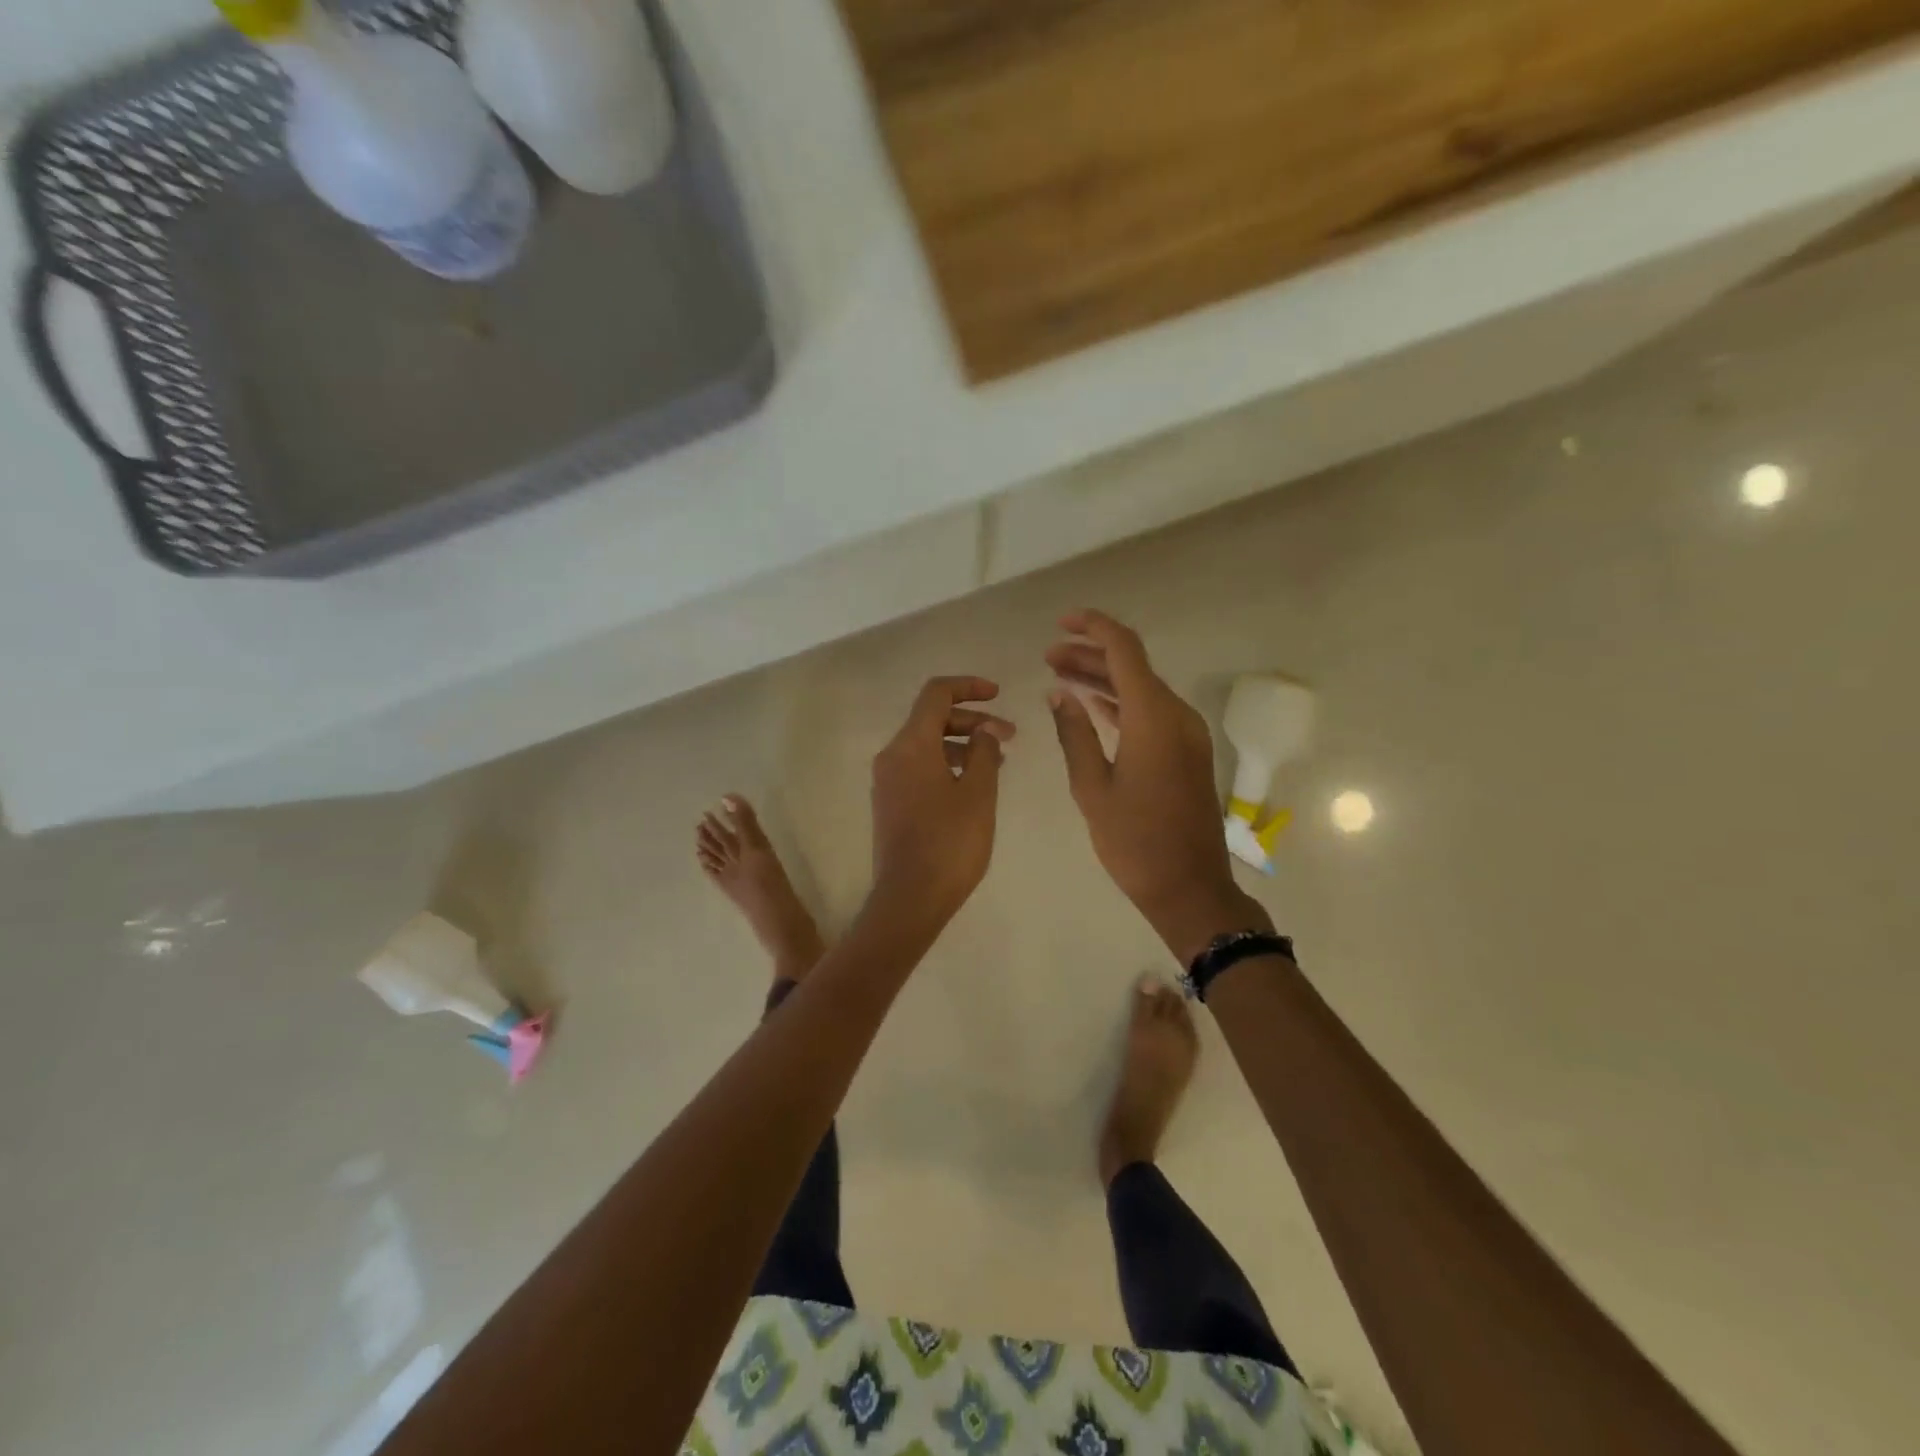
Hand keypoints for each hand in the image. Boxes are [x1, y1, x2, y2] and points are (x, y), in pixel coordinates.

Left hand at [868, 676, 1015, 932]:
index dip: (968, 687)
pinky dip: (948, 764)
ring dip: (962, 744)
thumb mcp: (979, 793)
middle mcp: (892, 755)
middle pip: (931, 719)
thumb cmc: (950, 843)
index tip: (998, 695)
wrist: (909, 899)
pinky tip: (974, 783)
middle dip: (972, 721)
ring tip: (998, 761)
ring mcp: (888, 781)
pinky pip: (920, 767)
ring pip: (927, 745)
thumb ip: (985, 752)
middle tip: (1010, 735)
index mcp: (911, 745)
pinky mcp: (890, 803)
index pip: (936, 694)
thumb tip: (986, 730)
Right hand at [1046, 610, 1270, 961]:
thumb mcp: (1092, 788)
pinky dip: (1120, 703)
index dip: (1093, 628)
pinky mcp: (1186, 752)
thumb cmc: (1134, 841)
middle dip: (1090, 655)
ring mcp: (1185, 733)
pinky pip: (1151, 712)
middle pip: (1132, 666)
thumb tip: (1059, 694)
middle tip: (1048, 657)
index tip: (1061, 623)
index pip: (1124, 649)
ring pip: (1141, 688)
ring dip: (1103, 679)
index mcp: (1153, 717)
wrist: (1188, 887)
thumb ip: (1074, 734)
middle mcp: (1175, 715)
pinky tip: (1091, 706)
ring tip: (1060, 676)